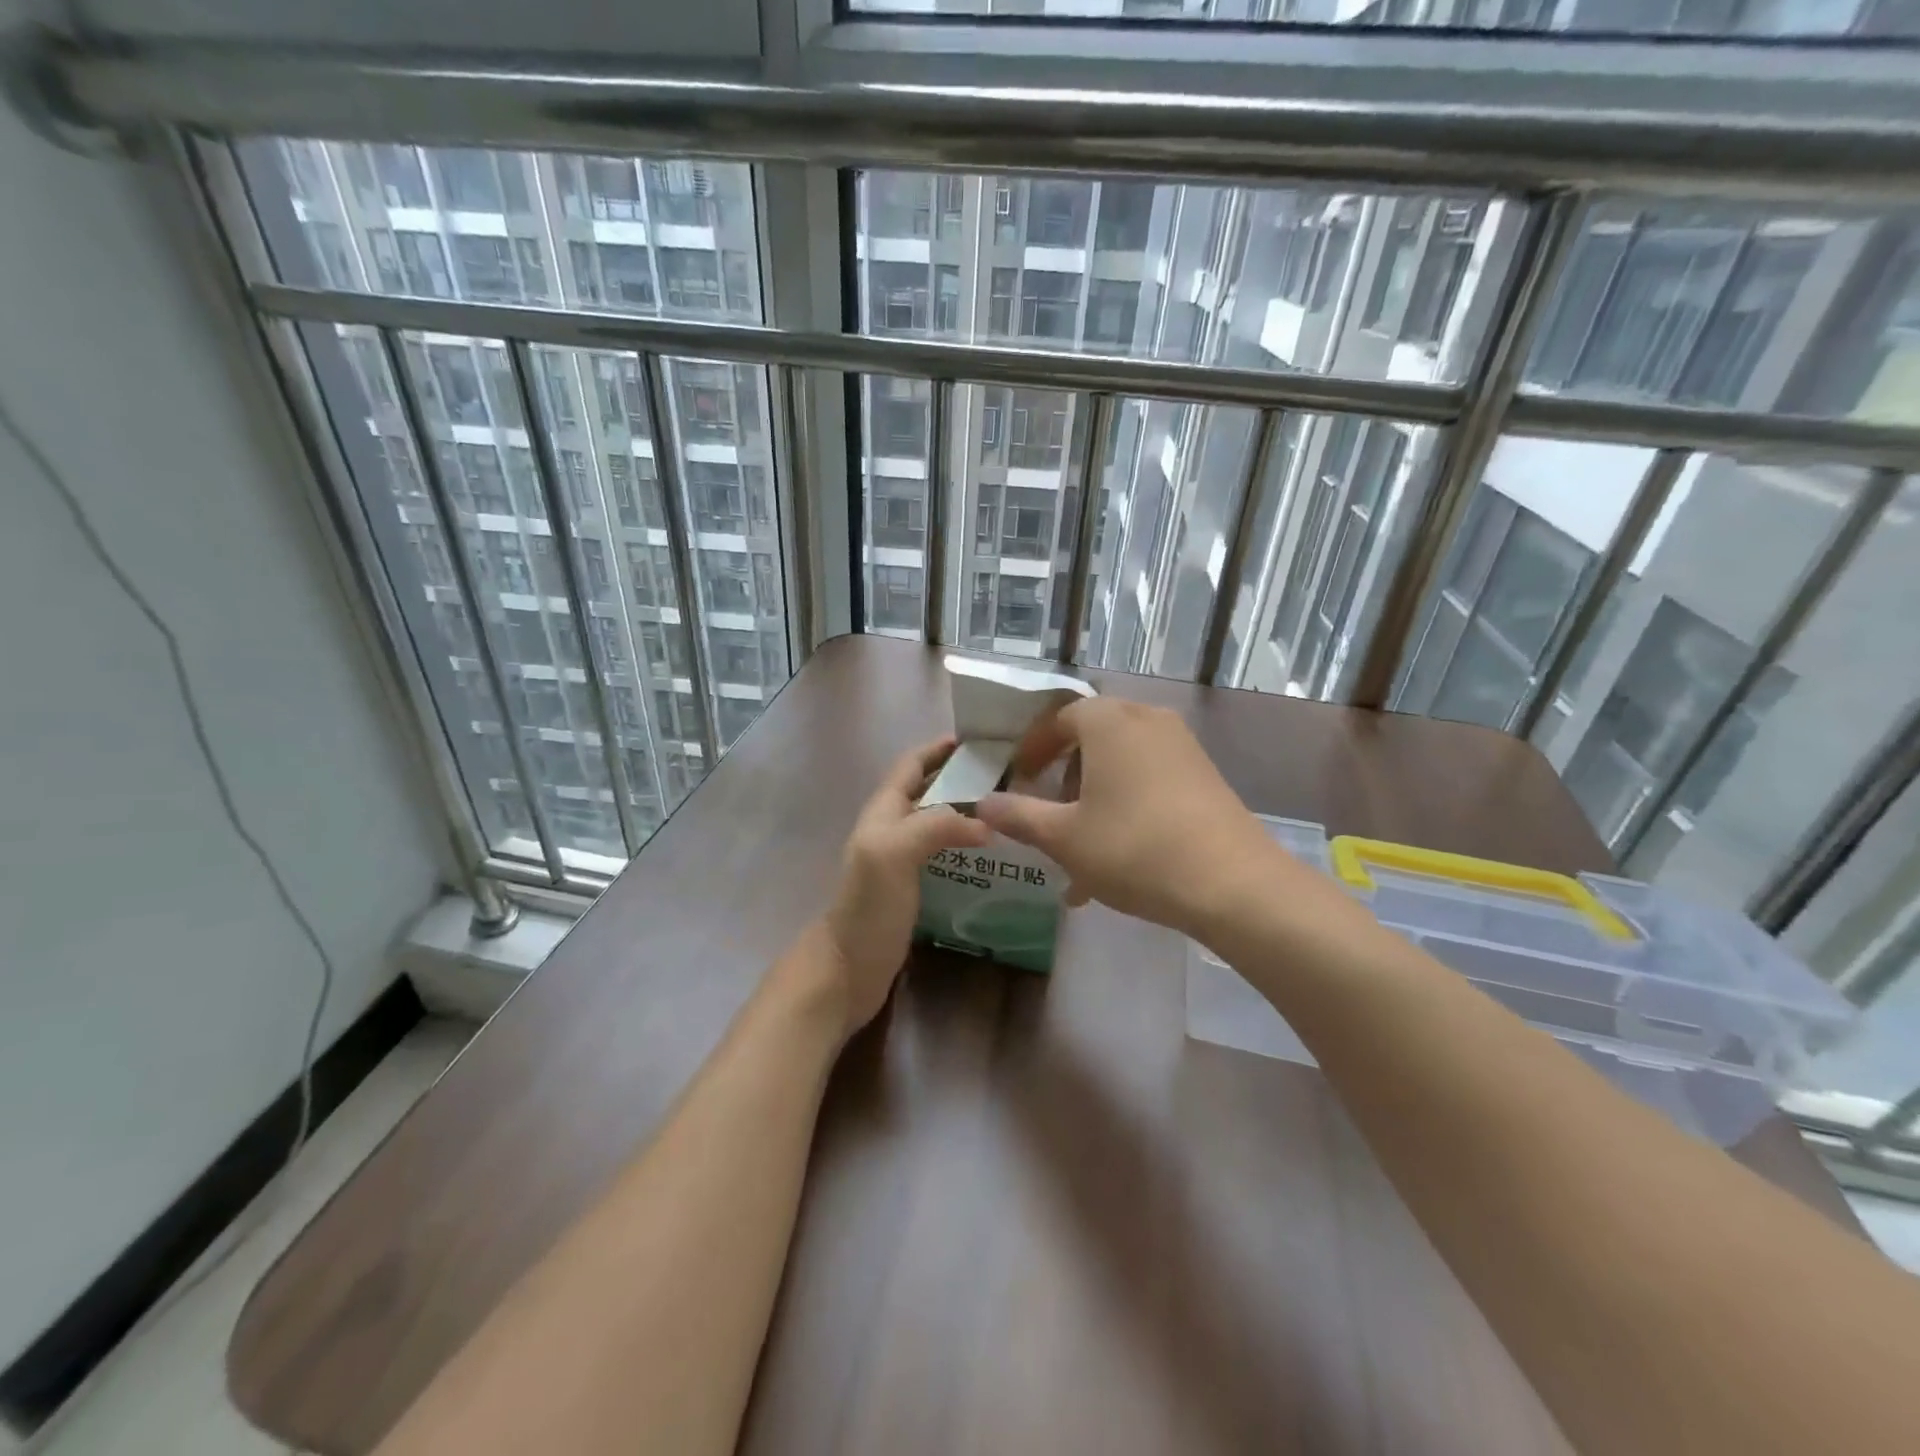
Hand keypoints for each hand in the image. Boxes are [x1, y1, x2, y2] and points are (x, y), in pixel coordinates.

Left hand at [809, 737, 990, 1038]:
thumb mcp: (894, 853)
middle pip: (929, 791)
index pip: (912, 765)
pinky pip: (945, 855)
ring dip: (969, 812)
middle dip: (963, 778)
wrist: (847, 970)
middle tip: (1009, 778)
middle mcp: (892, 828)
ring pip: (939, 823)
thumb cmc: (868, 907)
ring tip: (1010, 813)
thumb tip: (985, 823)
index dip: (940, 749)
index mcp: (884, 811)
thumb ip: (934, 825)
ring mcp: (902, 860)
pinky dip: (968, 847)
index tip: (981, 742)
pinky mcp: (914, 888)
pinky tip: (996, 858)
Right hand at [974, 698, 1294, 938]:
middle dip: (1064, 778)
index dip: (1032, 748)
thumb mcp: (1064, 837)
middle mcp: (1147, 720)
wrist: (1232, 884)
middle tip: (1048, 813)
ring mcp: (1182, 747)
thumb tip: (983, 802)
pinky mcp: (1205, 776)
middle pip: (1091, 739)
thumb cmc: (1134, 848)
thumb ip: (1019, 815)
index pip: (1058, 718)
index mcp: (1109, 722)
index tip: (1017, 779)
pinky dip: (1125, 807)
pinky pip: (1150, 780)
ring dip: (1094, 799)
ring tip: (1079, 850)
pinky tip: (1117, 861)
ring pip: (1121, 764)